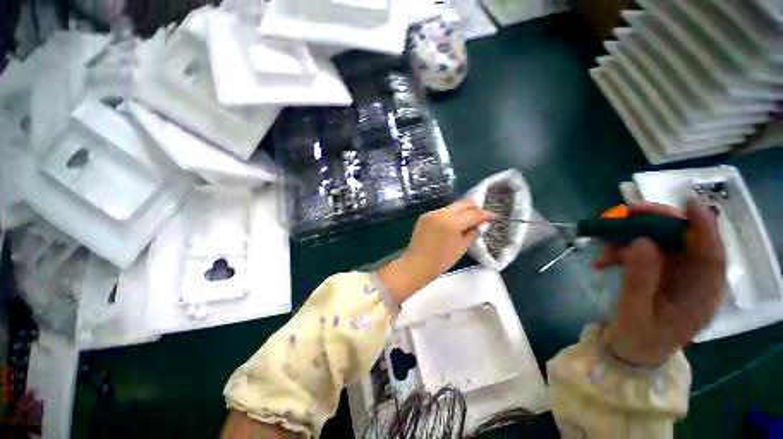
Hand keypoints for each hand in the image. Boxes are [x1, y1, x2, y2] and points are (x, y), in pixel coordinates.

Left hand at [377, 200, 494, 304]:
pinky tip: (453, 223)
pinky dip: (450, 215)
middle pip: (462, 203)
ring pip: (452, 207)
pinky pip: (442, 212)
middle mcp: (441, 213)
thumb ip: (473, 232)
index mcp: (452, 222)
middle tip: (481, 215)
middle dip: (474, 208)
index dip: (485, 214)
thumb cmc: (441, 261)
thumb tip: (481, 223)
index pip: (473, 214)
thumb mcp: (462, 247)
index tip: (493, 216)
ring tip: (468, 220)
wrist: (417, 264)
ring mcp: (431, 213)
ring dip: (462, 211)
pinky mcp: (425, 216)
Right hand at [593, 201, 725, 365]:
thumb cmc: (639, 339)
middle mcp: (693, 278)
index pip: (711, 255)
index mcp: (701, 295)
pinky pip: (640, 251)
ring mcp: (673, 273)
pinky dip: (620, 250)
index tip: (689, 205)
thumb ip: (640, 281)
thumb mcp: (635, 313)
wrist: (631, 350)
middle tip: (627, 214)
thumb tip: (641, 243)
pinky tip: (603, 260)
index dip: (703, 228)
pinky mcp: (656, 271)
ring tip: (604, 251)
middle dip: (657, 224)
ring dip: (630, 238)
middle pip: (683, 241)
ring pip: (659, 242)